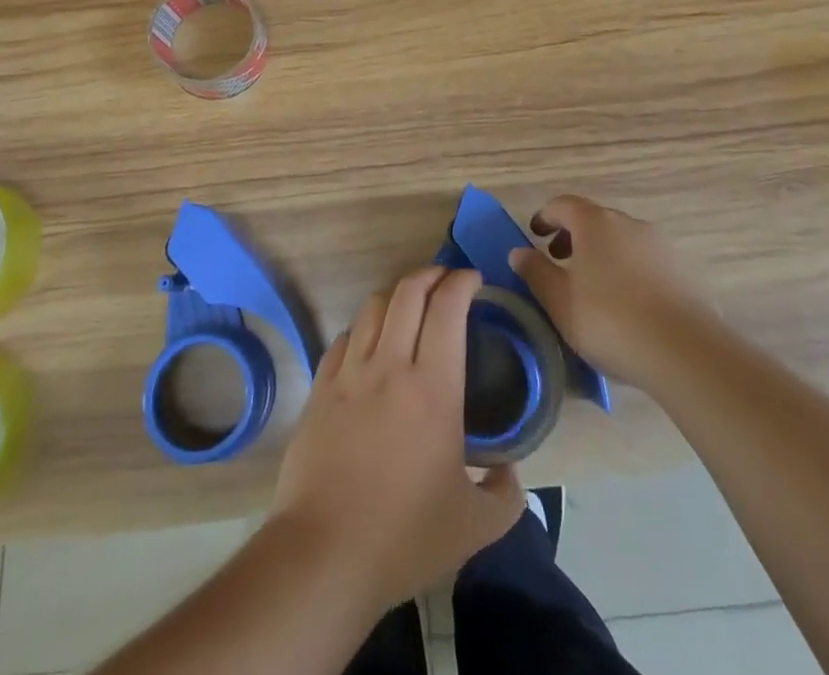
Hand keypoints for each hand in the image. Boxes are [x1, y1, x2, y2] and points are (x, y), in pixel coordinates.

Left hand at [268, 266, 524, 610]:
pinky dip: (363, 328)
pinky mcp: (320, 389)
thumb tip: (509, 473)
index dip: (461, 282)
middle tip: (446, 278)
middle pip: (408, 292)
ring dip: (396, 295)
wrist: (324, 554)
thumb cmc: (405, 537)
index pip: (447, 309)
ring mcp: (349, 373)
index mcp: (433, 388)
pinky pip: (343, 338)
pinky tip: (370, 343)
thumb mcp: (475, 527)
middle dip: (430, 274)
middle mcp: (390, 366)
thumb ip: (505, 495)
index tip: (474, 279)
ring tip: (410, 304)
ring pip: (373, 307)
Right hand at [508, 195, 705, 388]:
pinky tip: (627, 305)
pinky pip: (645, 262)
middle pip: (594, 220)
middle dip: (574, 237)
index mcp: (594, 223)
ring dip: (603, 255)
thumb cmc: (610, 320)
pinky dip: (628, 272)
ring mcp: (660, 245)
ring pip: (622, 241)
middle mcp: (628, 224)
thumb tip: (519, 252)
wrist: (686, 352)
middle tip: (559, 263)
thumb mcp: (560, 301)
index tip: (535, 234)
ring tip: (594, 288)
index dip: (545, 216)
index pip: (563, 205)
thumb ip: (536, 272)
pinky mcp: (683, 272)